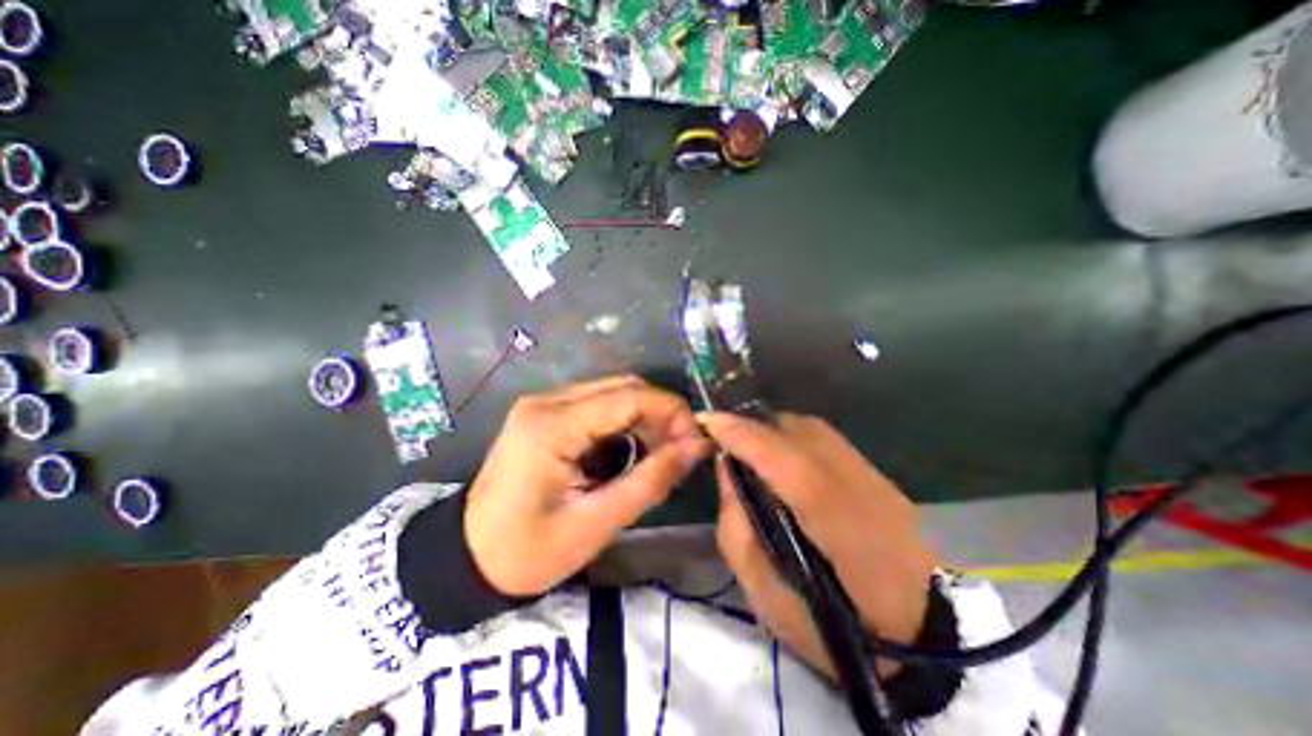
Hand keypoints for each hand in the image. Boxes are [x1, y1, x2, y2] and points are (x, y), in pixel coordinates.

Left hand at [470, 377, 713, 594]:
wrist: (468, 557)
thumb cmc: (528, 551)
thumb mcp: (595, 524)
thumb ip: (650, 482)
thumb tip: (696, 447)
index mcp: (552, 426)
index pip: (629, 397)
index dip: (671, 412)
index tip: (695, 442)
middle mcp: (547, 402)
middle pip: (623, 387)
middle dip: (661, 412)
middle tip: (681, 449)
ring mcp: (544, 404)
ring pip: (613, 392)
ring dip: (645, 416)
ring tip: (662, 451)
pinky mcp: (546, 413)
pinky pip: (598, 404)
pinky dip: (625, 421)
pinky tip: (634, 447)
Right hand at [702, 412, 936, 673]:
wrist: (917, 637)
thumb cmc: (832, 630)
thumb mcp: (767, 598)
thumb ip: (737, 529)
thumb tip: (726, 467)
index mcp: (844, 535)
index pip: (793, 469)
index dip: (748, 438)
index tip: (709, 421)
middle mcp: (866, 493)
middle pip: (803, 435)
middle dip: (753, 427)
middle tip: (722, 435)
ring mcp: (877, 479)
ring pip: (813, 429)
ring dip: (772, 427)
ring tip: (745, 441)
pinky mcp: (877, 474)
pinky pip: (824, 437)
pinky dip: (791, 434)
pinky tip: (777, 450)